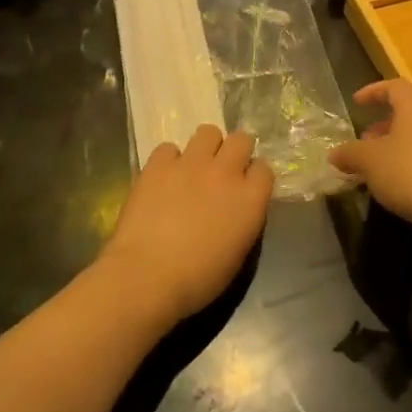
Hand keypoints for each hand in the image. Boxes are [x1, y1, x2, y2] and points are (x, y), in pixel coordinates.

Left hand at [97, 125, 272, 326]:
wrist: (148, 276)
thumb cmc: (198, 279)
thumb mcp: (237, 254)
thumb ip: (243, 220)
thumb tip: (237, 208)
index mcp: (250, 199)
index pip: (264, 169)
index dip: (253, 176)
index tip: (245, 188)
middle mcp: (225, 173)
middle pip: (241, 139)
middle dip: (235, 151)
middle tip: (222, 171)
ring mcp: (190, 164)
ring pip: (208, 132)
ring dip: (205, 147)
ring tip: (193, 168)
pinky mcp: (158, 164)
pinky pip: (169, 147)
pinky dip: (168, 160)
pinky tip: (162, 179)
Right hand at [328, 80, 411, 241]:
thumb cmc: (410, 173)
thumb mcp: (369, 161)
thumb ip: (349, 153)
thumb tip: (335, 154)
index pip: (395, 87)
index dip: (373, 91)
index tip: (356, 103)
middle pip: (407, 114)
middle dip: (381, 126)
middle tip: (362, 142)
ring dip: (391, 149)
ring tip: (372, 169)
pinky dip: (405, 167)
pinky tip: (391, 188)